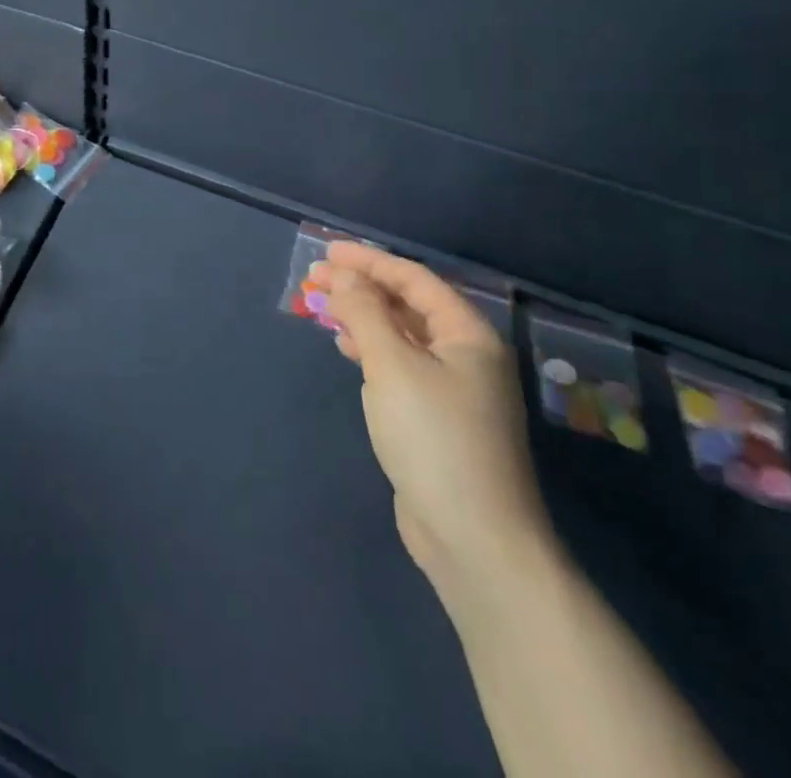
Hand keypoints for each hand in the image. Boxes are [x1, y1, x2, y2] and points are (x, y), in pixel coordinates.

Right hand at [320, 243, 556, 612]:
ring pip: (402, 335)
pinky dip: (372, 349)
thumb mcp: (392, 365)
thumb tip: (343, 276)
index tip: (327, 252)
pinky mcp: (438, 418)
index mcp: (468, 335)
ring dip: (363, 317)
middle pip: (408, 305)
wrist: (475, 539)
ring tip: (323, 308)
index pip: (414, 279)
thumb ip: (364, 312)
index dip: (369, 261)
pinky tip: (348, 349)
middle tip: (315, 278)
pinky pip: (401, 365)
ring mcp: (455, 389)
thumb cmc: (434, 438)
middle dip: (362, 287)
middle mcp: (466, 355)